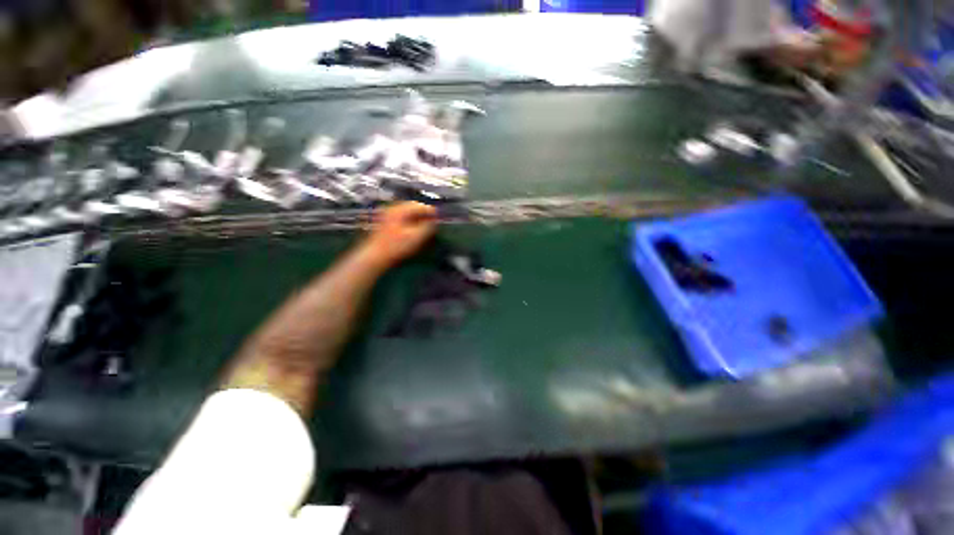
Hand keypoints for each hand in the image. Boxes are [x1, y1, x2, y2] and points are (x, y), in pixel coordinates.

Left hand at [363, 202, 436, 268]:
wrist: (375, 256)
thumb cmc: (396, 247)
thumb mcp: (416, 237)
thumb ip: (427, 227)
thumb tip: (434, 221)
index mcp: (400, 210)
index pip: (420, 206)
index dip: (431, 212)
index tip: (439, 218)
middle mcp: (393, 209)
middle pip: (412, 207)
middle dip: (424, 213)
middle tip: (433, 221)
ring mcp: (387, 215)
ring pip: (406, 212)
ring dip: (417, 217)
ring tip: (425, 225)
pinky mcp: (384, 223)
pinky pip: (401, 217)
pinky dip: (409, 221)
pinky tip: (413, 229)